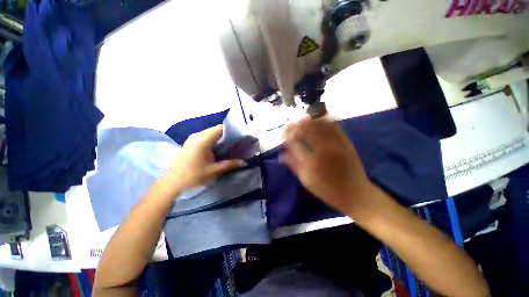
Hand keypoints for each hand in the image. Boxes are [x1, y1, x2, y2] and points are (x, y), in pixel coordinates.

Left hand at [167, 125, 244, 189]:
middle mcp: (197, 135)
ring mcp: (193, 138)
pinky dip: (214, 139)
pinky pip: (205, 136)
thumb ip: (230, 164)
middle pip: (216, 129)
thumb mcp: (214, 171)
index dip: (232, 130)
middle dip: (228, 134)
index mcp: (203, 140)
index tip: (241, 136)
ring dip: (221, 137)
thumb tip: (244, 162)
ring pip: (211, 132)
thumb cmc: (194, 176)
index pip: (221, 128)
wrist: (172, 183)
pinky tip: (219, 148)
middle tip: (238, 141)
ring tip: (231, 144)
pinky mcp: (191, 142)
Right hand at [283, 117, 373, 213]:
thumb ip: (293, 165)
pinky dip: (324, 120)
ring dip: (308, 120)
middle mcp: (323, 149)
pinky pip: (333, 126)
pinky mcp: (346, 142)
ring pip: (319, 125)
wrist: (355, 193)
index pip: (295, 142)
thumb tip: (282, 153)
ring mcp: (336, 143)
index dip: (287, 135)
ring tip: (301, 119)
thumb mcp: (306, 181)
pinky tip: (317, 119)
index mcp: (311, 162)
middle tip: (290, 124)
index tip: (282, 134)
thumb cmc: (327, 190)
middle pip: (306, 130)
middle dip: (296, 125)